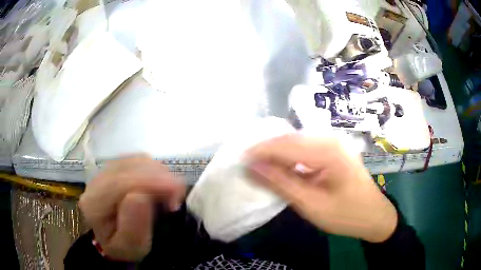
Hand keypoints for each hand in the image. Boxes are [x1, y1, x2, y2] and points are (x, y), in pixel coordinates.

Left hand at [79, 155, 185, 260]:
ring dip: (158, 172)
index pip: (120, 183)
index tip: (176, 191)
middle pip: (129, 166)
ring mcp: (105, 171)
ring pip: (135, 160)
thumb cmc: (121, 246)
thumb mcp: (129, 246)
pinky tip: (160, 184)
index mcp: (94, 203)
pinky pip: (137, 160)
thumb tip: (140, 196)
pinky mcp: (115, 168)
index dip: (150, 182)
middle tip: (176, 196)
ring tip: (169, 192)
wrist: (110, 238)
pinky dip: (154, 169)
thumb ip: (133, 226)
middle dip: (158, 176)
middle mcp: (96, 181)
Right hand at [246, 134, 397, 242]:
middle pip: (290, 139)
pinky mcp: (333, 149)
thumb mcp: (312, 204)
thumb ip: (282, 183)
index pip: (286, 145)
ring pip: (296, 142)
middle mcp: (331, 138)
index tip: (239, 160)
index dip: (260, 151)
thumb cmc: (346, 214)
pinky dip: (290, 157)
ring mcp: (334, 142)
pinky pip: (305, 148)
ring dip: (277, 153)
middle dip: (267, 151)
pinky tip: (282, 166)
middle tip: (247, 165)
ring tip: (259, 166)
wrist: (374, 214)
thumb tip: (253, 167)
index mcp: (329, 151)